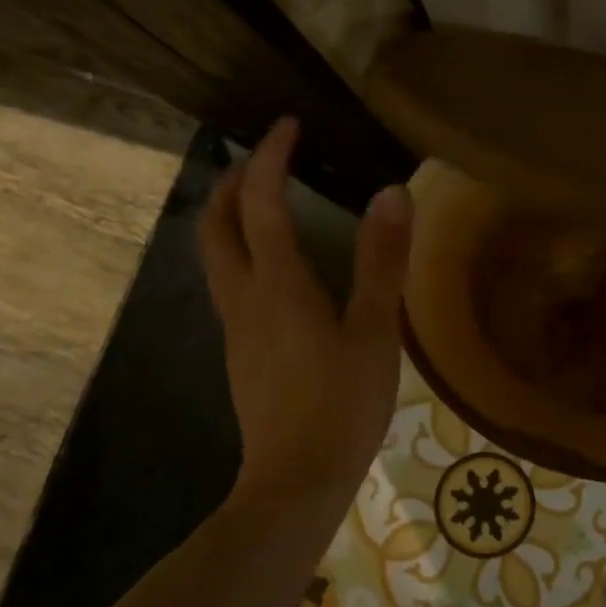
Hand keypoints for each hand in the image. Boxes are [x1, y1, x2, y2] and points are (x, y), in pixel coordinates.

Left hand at [198, 119, 411, 501]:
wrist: (295, 482)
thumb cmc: (342, 404)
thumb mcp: (375, 331)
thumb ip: (382, 261)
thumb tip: (392, 192)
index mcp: (277, 284)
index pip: (260, 202)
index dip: (270, 157)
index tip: (286, 124)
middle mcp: (244, 297)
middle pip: (214, 224)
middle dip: (230, 181)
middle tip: (262, 157)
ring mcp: (235, 327)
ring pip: (214, 255)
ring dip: (228, 215)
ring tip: (263, 199)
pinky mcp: (240, 352)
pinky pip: (229, 283)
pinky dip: (241, 251)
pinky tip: (276, 267)